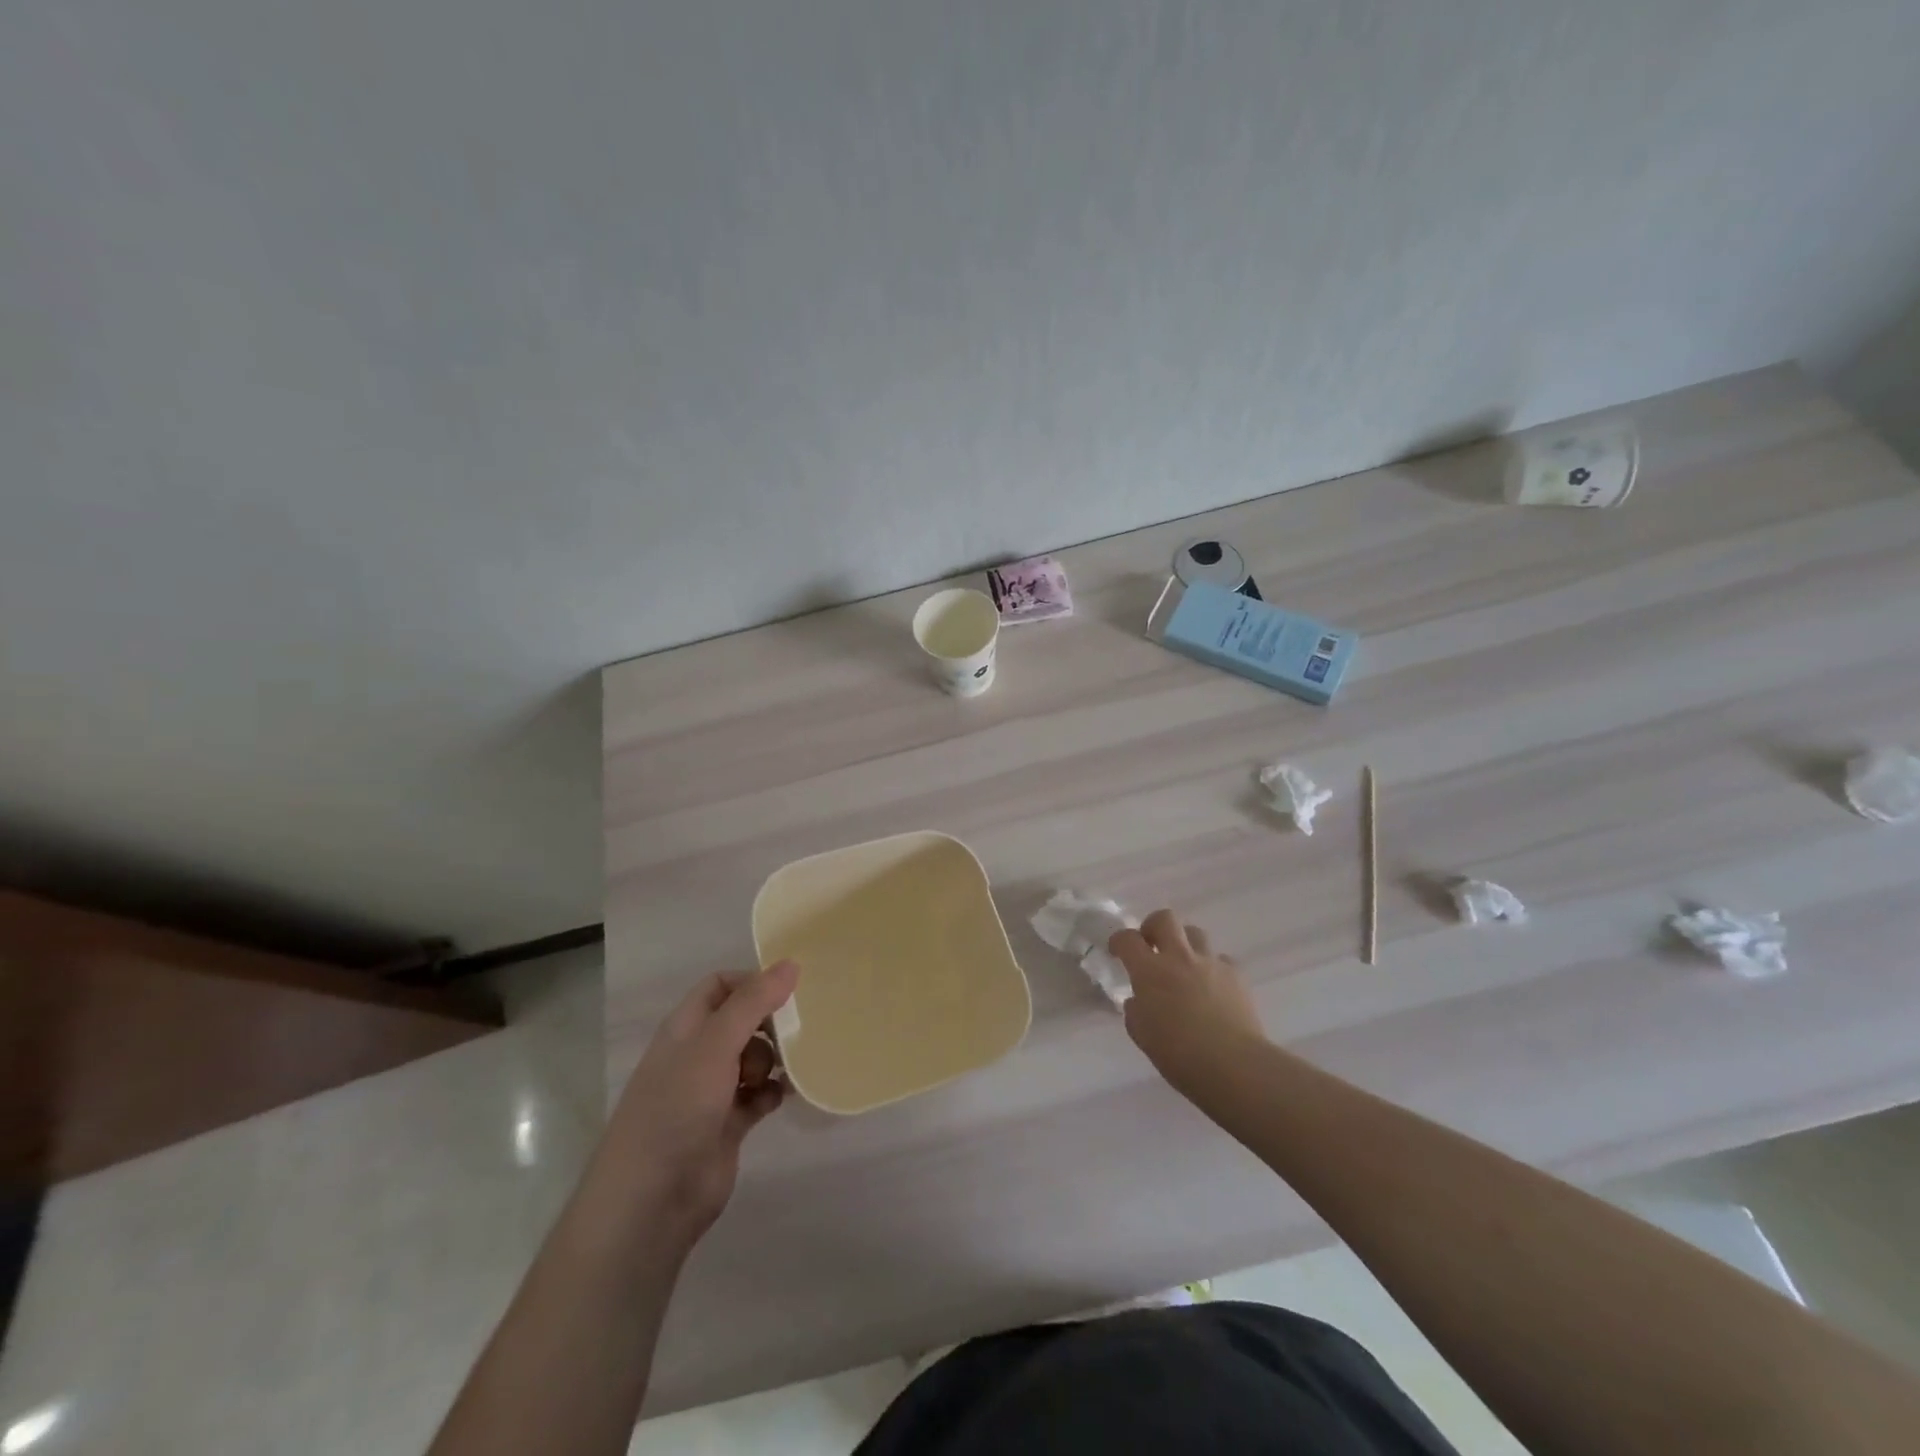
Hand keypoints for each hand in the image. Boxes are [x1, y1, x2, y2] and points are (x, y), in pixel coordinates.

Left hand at [603, 961, 798, 1248]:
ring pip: (753, 1058)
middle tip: (794, 1032)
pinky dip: (773, 1092)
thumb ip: (753, 1002)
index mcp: (685, 1028)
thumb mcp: (714, 1044)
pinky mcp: (728, 1125)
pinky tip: (784, 1095)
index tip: (787, 992)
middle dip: (769, 1023)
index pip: (721, 986)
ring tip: (787, 1068)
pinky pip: (759, 1096)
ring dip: (774, 1059)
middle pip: (742, 1021)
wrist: (651, 1199)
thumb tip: (791, 964)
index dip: (752, 983)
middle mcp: (698, 1054)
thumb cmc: (677, 1108)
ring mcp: (712, 1091)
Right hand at [1110, 910, 1265, 1091]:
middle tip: (1151, 946)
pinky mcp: (1236, 975)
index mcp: (1150, 972)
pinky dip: (1213, 968)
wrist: (1235, 1065)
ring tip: (1184, 966)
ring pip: (1195, 933)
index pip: (1128, 939)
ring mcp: (1210, 963)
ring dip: (1184, 944)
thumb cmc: (1180, 1056)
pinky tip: (1213, 988)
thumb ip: (1135, 1012)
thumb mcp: (1143, 1036)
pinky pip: (1221, 960)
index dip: (1119, 941)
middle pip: (1164, 919)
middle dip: (1153, 926)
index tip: (1117, 951)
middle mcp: (1179, 958)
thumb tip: (1139, 1001)